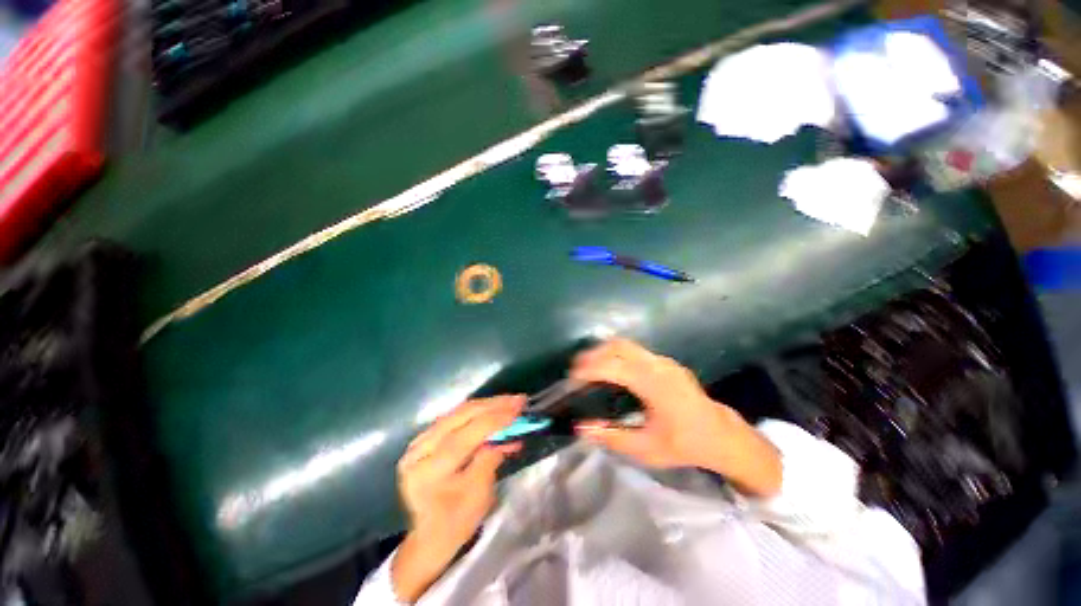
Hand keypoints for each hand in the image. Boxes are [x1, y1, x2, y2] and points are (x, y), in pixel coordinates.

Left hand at [391, 396, 523, 602]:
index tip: (519, 409)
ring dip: (487, 405)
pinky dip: (477, 412)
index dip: (495, 420)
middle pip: (460, 417)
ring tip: (510, 401)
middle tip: (518, 400)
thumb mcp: (478, 496)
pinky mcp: (425, 438)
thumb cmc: (456, 521)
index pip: (465, 436)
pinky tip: (494, 408)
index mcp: (428, 471)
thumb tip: (505, 435)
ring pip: (458, 412)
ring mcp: (419, 441)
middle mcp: (419, 450)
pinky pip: (454, 417)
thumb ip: (489, 460)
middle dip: (493, 405)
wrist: (430, 535)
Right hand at [570, 339, 780, 497]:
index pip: (614, 367)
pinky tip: (611, 368)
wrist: (721, 436)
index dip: (589, 369)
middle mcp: (658, 365)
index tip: (571, 377)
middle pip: (618, 346)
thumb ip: (611, 437)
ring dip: (604, 351)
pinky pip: (635, 350)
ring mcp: (663, 361)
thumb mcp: (646, 449)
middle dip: (594, 353)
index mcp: (654, 384)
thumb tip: (581, 427)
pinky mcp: (666, 362)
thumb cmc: (684, 444)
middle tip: (576, 368)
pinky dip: (616, 354)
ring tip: (589, 366)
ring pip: (626, 345)